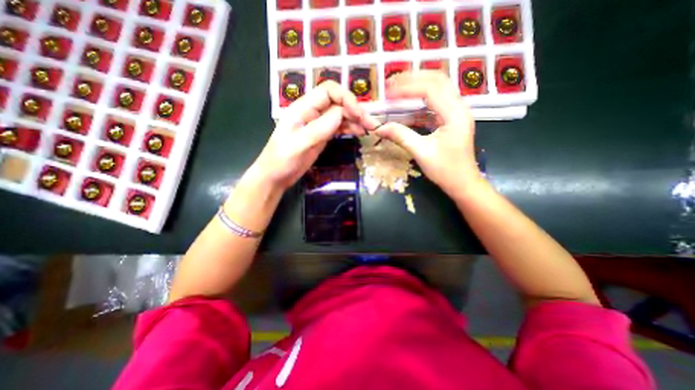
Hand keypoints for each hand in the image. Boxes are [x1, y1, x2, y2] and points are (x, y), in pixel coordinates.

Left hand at [251, 81, 379, 190]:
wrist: (276, 176)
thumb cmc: (282, 160)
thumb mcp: (299, 145)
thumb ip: (319, 129)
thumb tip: (341, 114)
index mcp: (303, 108)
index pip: (329, 91)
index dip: (346, 98)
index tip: (358, 114)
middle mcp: (312, 112)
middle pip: (338, 102)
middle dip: (355, 110)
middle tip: (370, 125)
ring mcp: (318, 124)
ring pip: (341, 115)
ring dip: (355, 120)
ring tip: (368, 130)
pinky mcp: (322, 135)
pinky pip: (339, 127)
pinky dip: (350, 128)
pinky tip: (358, 133)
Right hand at [375, 70, 483, 193]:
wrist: (463, 183)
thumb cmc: (446, 171)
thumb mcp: (422, 153)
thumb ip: (401, 137)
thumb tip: (379, 128)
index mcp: (455, 115)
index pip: (431, 89)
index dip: (407, 87)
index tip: (387, 91)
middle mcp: (459, 108)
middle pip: (437, 80)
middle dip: (413, 79)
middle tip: (391, 83)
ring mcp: (456, 112)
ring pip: (438, 88)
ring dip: (417, 86)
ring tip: (397, 89)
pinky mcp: (451, 119)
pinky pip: (435, 102)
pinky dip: (420, 100)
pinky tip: (406, 105)